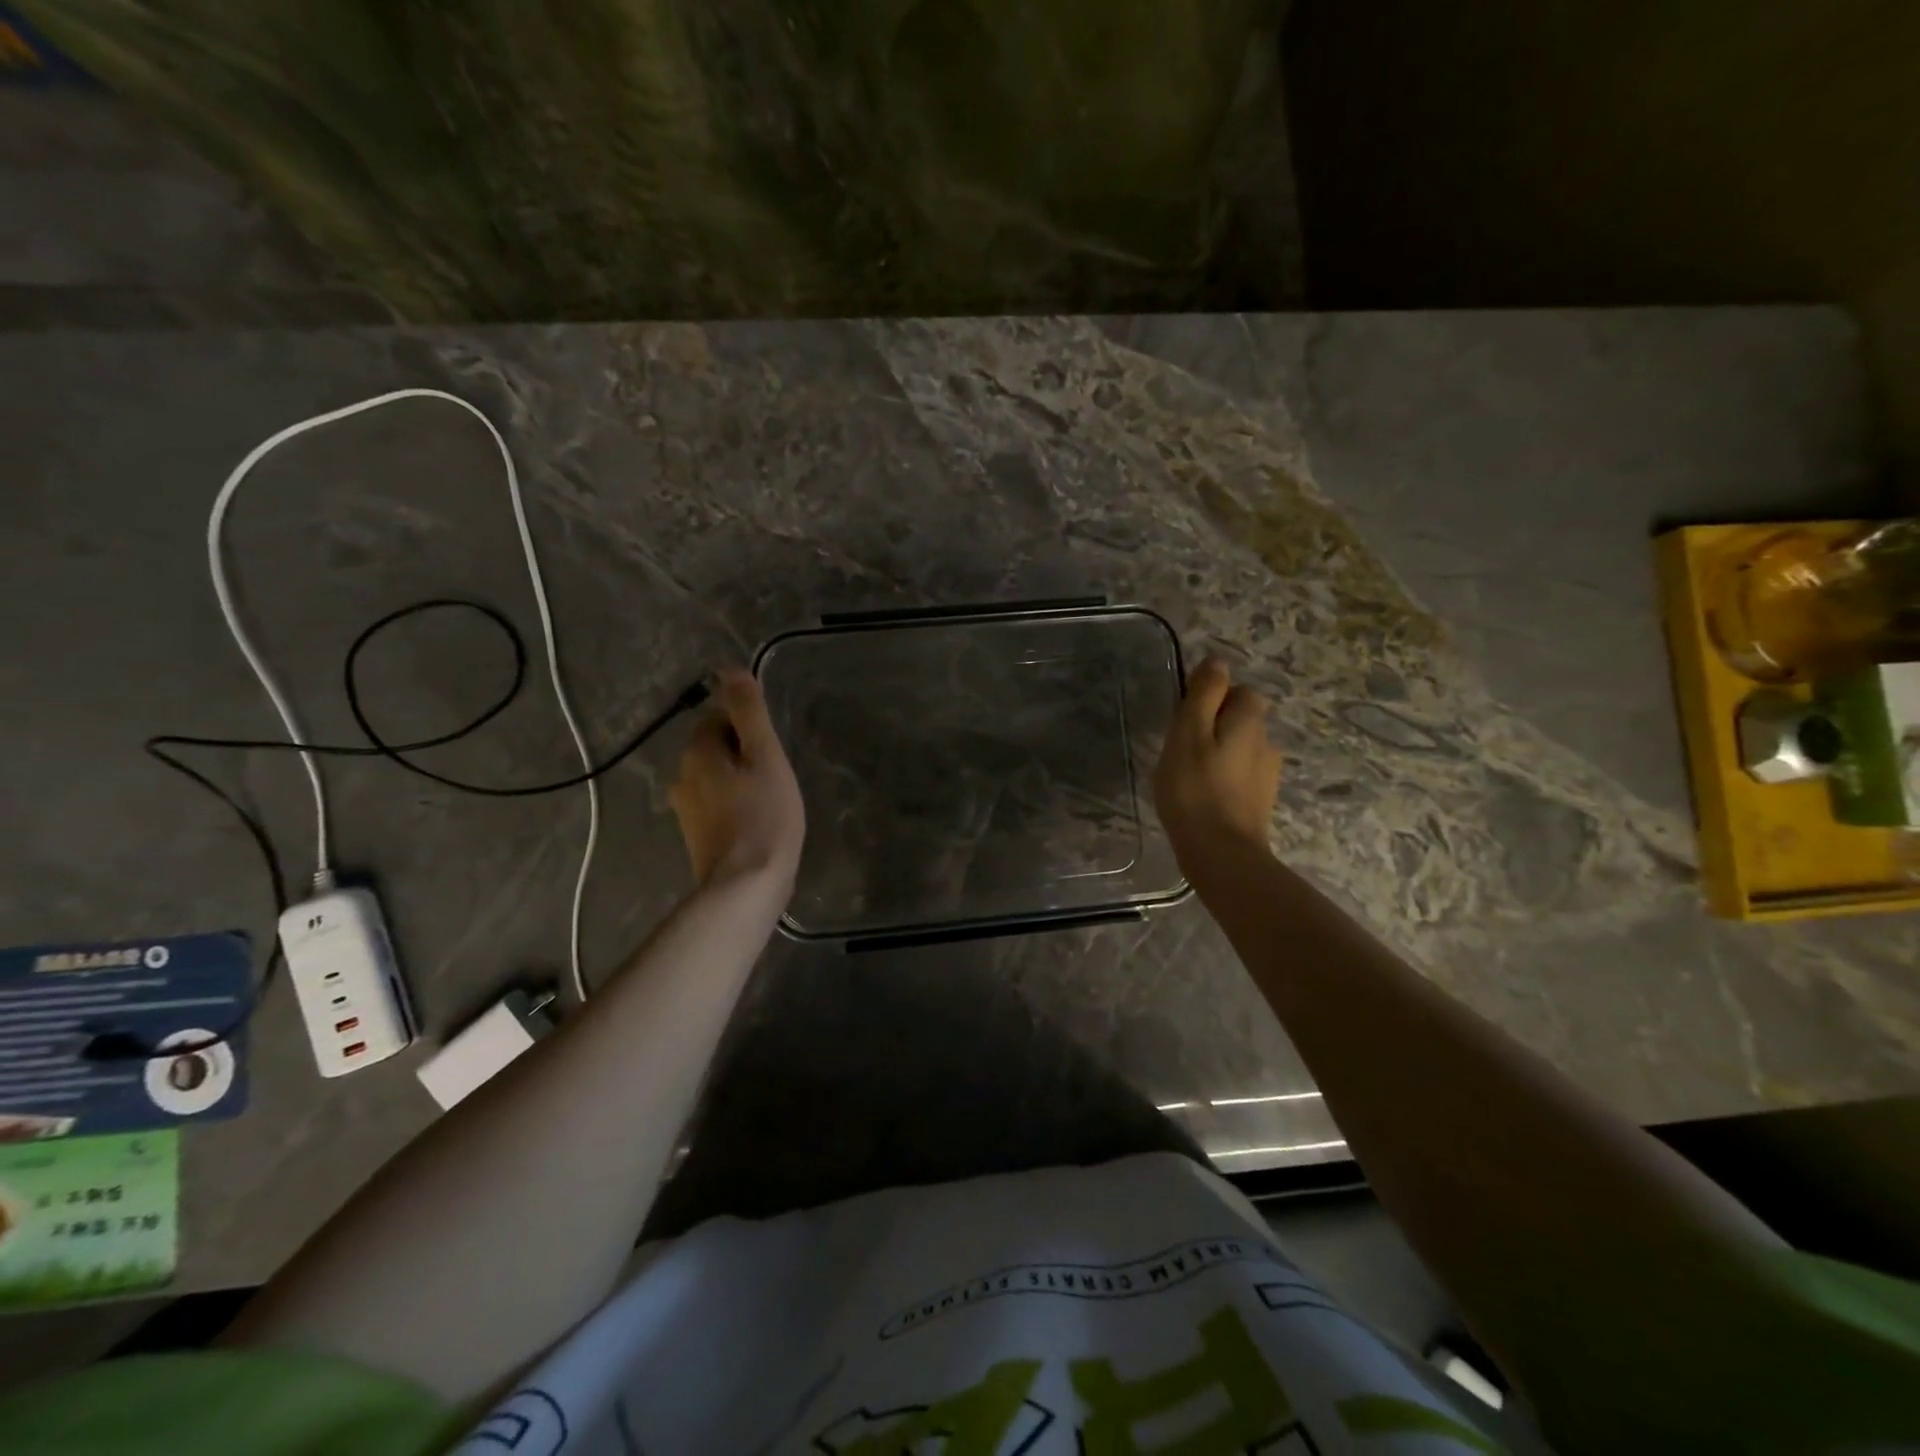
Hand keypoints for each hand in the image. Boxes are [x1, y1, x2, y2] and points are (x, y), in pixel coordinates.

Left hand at [669, 668, 805, 887]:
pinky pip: (717, 805)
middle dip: (743, 755)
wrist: (747, 885)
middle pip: (716, 749)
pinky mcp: (696, 836)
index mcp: (696, 753)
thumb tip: (728, 667)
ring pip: (717, 779)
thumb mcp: (764, 756)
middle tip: (775, 776)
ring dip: (740, 782)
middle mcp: (682, 777)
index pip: (717, 719)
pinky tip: (757, 822)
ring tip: (770, 800)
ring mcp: (686, 810)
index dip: (748, 729)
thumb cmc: (764, 815)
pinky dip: (735, 806)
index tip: (771, 752)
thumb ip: (748, 711)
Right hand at [1153, 657, 1281, 865]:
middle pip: (1242, 719)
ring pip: (1241, 748)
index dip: (1212, 697)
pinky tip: (1203, 796)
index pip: (1239, 690)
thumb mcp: (1188, 733)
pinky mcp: (1261, 801)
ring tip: (1190, 775)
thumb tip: (1218, 661)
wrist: (1221, 854)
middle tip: (1182, 748)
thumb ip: (1204, 694)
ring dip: (1220, 753)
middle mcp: (1267, 742)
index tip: (1185, 719)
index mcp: (1250, 721)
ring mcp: (1267, 775)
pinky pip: (1240, 775)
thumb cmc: (1195, 789)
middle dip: (1216, 725)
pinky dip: (1224, 778)